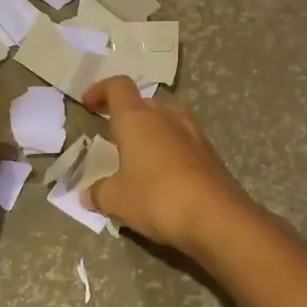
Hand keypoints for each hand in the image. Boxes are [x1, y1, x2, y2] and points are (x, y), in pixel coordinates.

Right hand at [83, 77, 252, 252]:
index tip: (89, 105)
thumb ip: (98, 193)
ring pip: (168, 121)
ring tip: (140, 157)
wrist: (218, 219)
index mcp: (137, 119)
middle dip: (127, 116)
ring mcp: (194, 135)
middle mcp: (167, 118)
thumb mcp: (116, 199)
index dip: (100, 90)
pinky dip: (170, 152)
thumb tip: (88, 195)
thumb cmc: (156, 198)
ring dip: (152, 133)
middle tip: (114, 138)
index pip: (118, 87)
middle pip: (144, 103)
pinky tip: (163, 178)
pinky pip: (184, 143)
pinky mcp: (211, 156)